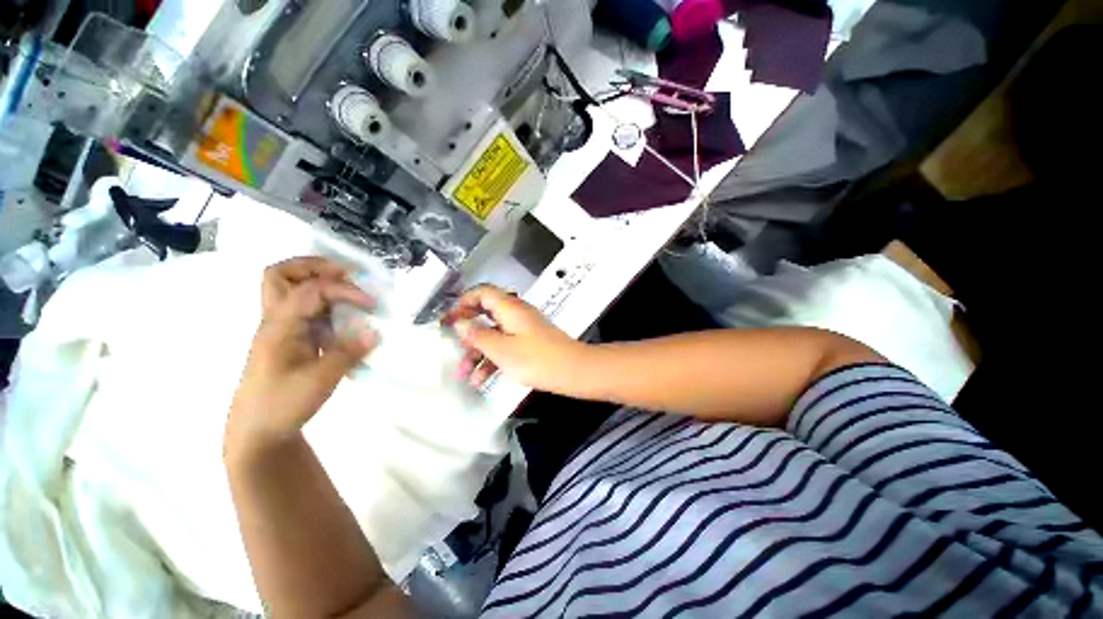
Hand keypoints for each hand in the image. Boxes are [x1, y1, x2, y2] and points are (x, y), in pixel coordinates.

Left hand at [227, 257, 377, 454]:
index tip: (372, 304)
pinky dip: (326, 303)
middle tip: (347, 275)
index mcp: (279, 327)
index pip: (311, 290)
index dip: (345, 290)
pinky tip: (346, 317)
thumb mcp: (319, 381)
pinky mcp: (291, 339)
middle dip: (315, 267)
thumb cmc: (281, 405)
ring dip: (319, 282)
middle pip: (281, 274)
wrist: (258, 431)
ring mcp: (282, 328)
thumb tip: (376, 331)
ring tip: (349, 291)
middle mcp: (275, 320)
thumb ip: (348, 352)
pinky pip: (306, 309)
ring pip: (291, 289)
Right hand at [442, 285, 588, 392]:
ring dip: (477, 353)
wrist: (571, 371)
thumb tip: (460, 323)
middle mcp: (515, 315)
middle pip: (485, 316)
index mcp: (509, 308)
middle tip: (453, 347)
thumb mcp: (501, 349)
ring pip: (494, 336)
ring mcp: (522, 330)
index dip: (463, 302)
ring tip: (463, 374)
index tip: (449, 318)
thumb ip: (478, 335)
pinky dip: (492, 360)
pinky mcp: (528, 344)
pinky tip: (481, 380)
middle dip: (467, 334)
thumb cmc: (536, 358)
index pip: (482, 293)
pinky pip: (505, 347)